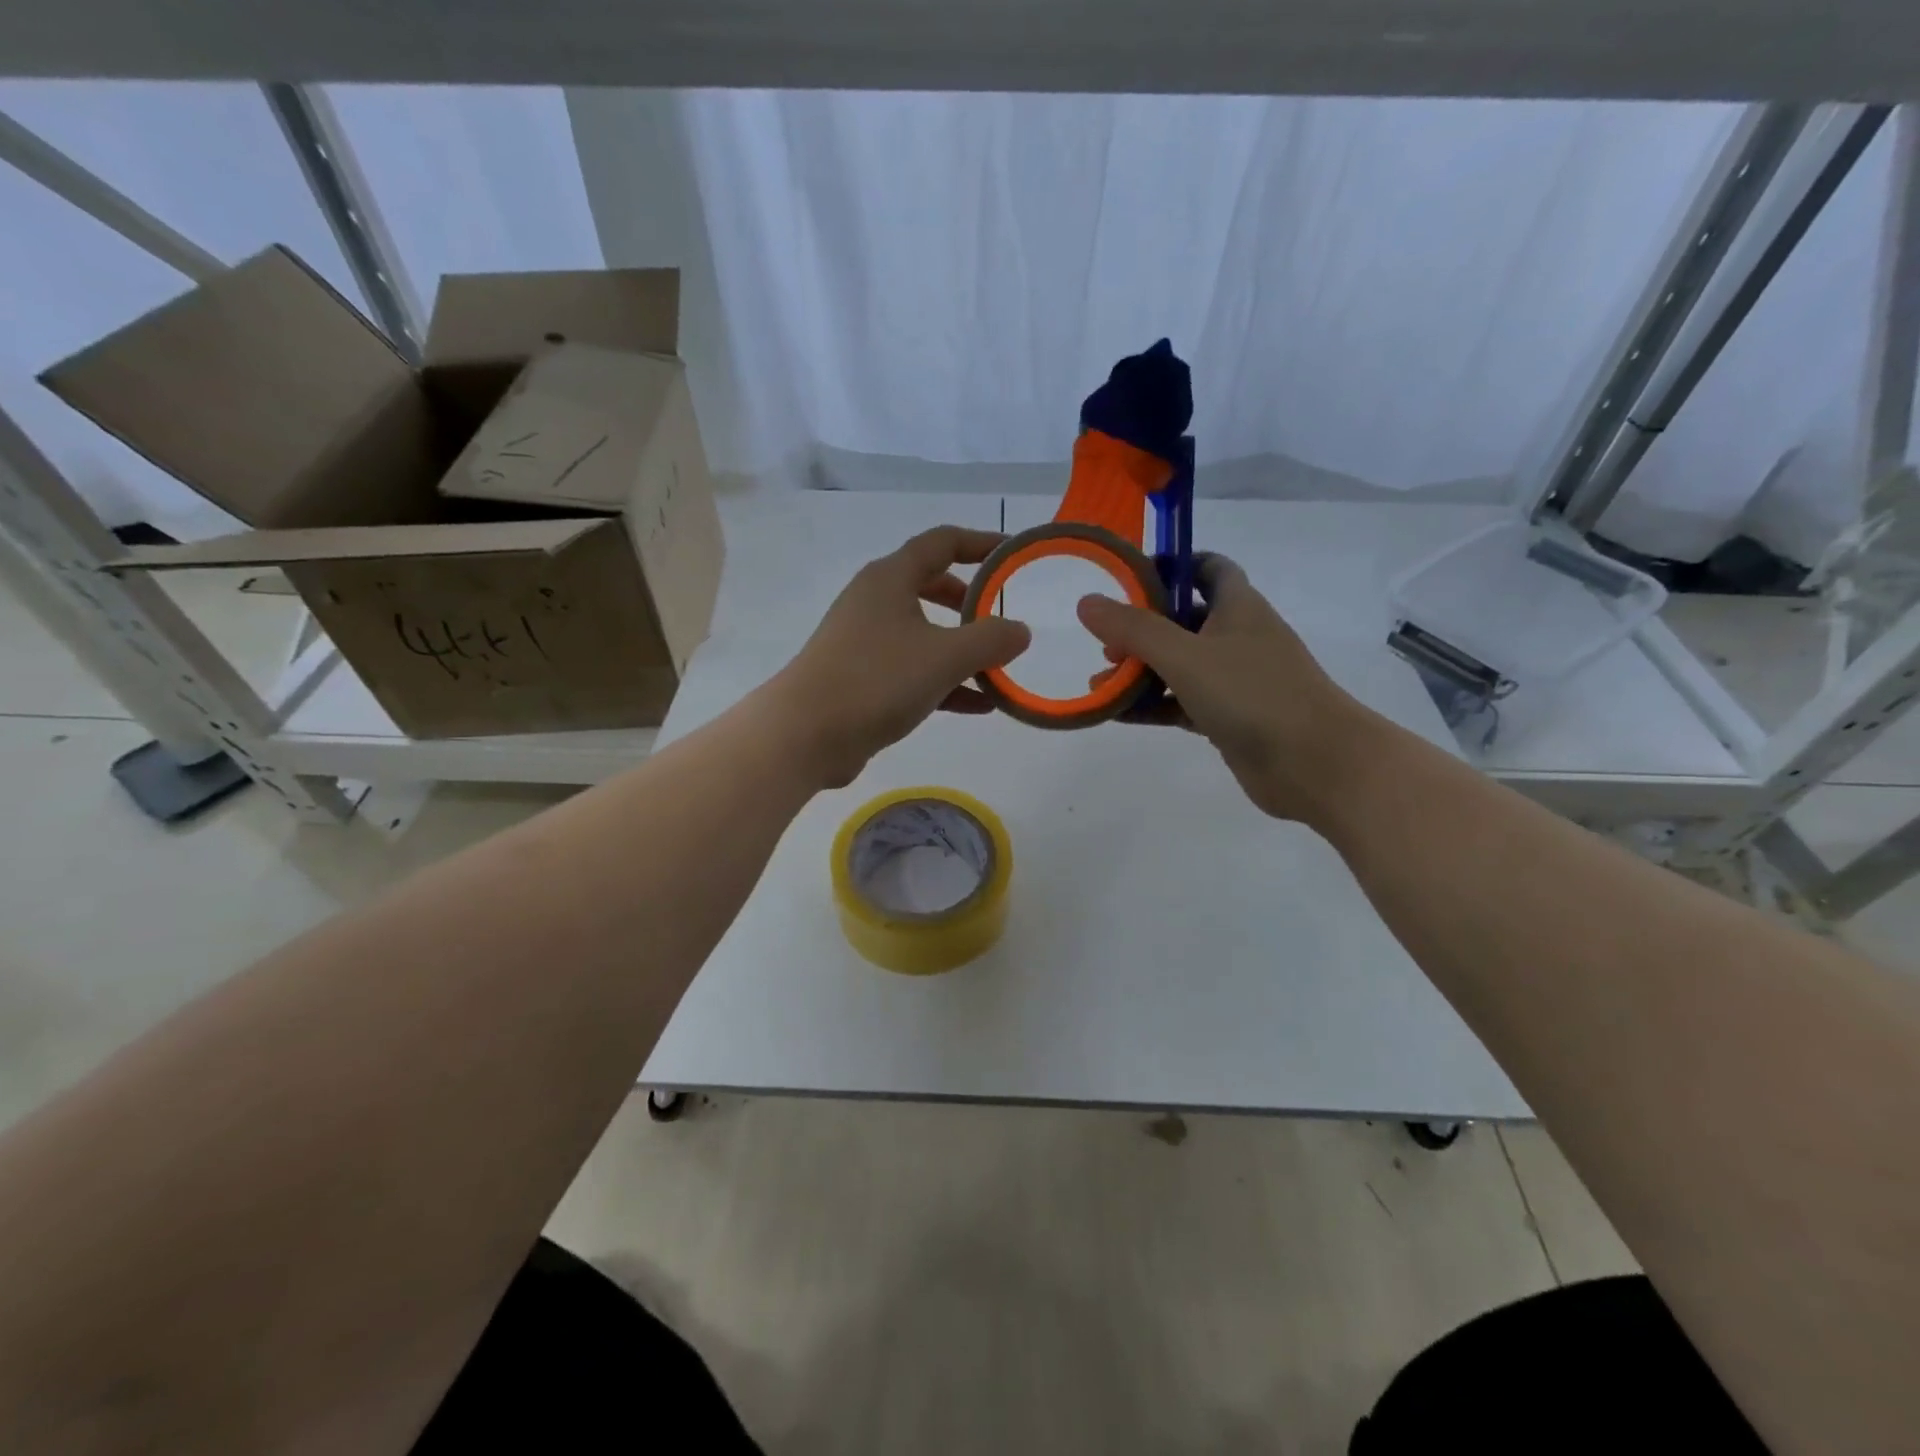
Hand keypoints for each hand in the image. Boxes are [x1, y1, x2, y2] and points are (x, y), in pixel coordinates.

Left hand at [772, 526, 1031, 788]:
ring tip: (999, 671)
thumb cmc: (876, 680)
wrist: (805, 734)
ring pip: (924, 634)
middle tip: (1000, 618)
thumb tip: (1020, 630)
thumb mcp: (945, 657)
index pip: (942, 542)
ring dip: (962, 650)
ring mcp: (864, 641)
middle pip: (930, 586)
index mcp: (890, 578)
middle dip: (970, 602)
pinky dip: (945, 682)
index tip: (1013, 555)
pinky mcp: (861, 678)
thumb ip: (991, 640)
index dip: (981, 543)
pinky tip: (979, 705)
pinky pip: (913, 671)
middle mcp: (875, 601)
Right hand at [1077, 554, 1376, 821]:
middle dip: (1141, 630)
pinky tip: (1119, 714)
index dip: (1171, 566)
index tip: (1130, 577)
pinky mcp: (1229, 717)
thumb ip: (1134, 629)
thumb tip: (1087, 602)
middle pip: (1183, 620)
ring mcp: (1235, 680)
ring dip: (1141, 672)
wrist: (1315, 763)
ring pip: (1179, 666)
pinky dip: (1153, 705)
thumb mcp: (1185, 655)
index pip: (1206, 568)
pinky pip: (1182, 702)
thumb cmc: (1253, 694)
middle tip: (1105, 646)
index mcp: (1237, 607)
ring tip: (1100, 685)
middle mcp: (1238, 637)